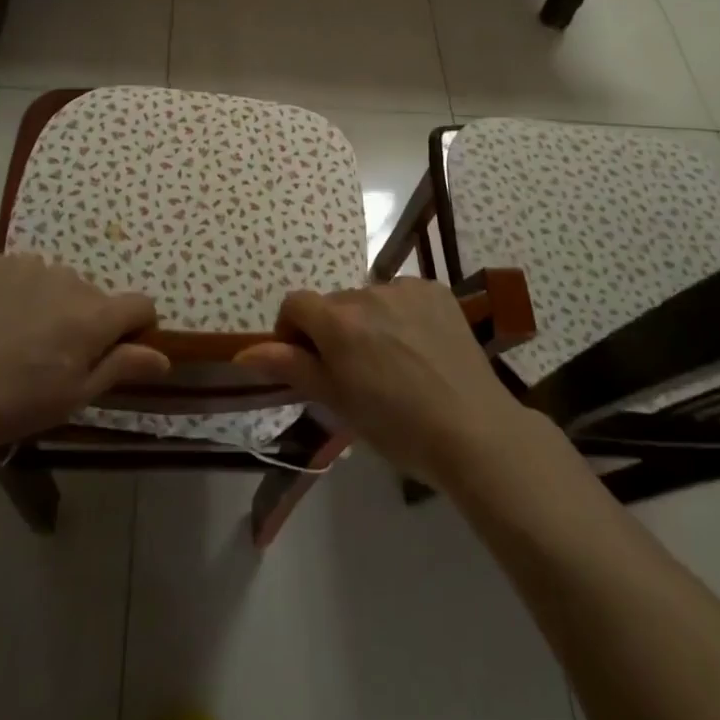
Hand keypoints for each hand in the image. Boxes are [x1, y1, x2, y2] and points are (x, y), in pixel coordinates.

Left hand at [0, 253, 169, 452]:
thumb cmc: (6, 404)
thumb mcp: (70, 398)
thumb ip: (120, 368)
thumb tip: (164, 356)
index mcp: (93, 316)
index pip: (141, 305)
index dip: (139, 328)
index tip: (120, 352)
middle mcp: (69, 280)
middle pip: (96, 298)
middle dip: (88, 323)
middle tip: (53, 360)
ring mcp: (30, 266)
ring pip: (60, 284)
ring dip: (54, 306)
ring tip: (18, 341)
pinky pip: (26, 273)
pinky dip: (23, 293)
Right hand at [235, 280, 528, 488]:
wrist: (474, 430)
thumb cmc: (398, 428)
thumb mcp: (338, 403)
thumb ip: (291, 368)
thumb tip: (244, 352)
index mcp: (338, 322)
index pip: (295, 304)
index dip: (293, 331)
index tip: (308, 362)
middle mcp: (367, 294)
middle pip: (334, 305)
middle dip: (334, 331)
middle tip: (356, 373)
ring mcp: (405, 289)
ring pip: (369, 300)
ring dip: (369, 322)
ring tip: (394, 364)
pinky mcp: (435, 290)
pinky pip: (403, 296)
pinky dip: (401, 315)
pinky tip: (420, 349)